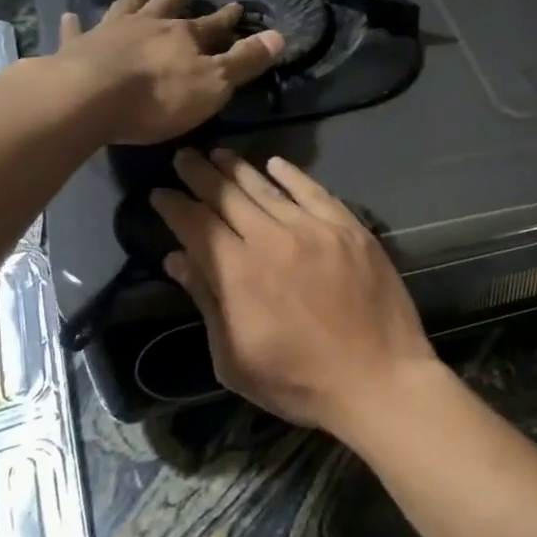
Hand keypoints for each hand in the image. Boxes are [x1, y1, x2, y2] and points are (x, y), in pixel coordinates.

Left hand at [56, 0, 282, 144]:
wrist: (88, 98)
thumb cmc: (158, 96)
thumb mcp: (214, 83)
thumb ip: (245, 61)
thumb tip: (279, 35)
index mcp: (183, 36)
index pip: (212, 25)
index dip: (226, 18)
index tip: (237, 7)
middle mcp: (147, 26)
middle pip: (166, 7)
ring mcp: (109, 33)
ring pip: (126, 7)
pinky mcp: (76, 49)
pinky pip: (77, 31)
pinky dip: (75, 23)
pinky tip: (70, 15)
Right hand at [151, 148, 440, 436]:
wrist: (378, 379)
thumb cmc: (300, 382)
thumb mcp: (234, 358)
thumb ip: (207, 300)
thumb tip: (177, 258)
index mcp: (238, 272)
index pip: (195, 224)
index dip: (173, 205)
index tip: (158, 192)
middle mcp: (273, 238)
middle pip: (228, 196)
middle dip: (200, 175)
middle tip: (183, 157)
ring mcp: (316, 229)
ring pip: (268, 189)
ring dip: (239, 169)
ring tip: (219, 154)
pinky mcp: (350, 228)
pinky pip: (315, 191)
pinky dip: (292, 175)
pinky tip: (275, 164)